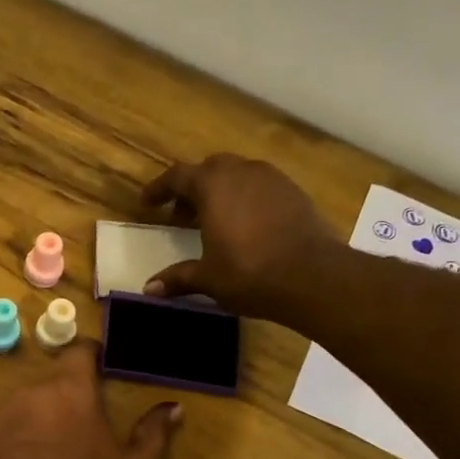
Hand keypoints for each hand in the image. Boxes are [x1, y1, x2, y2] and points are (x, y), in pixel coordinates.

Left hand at [0, 345, 179, 458]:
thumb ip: (154, 431)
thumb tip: (172, 407)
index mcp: (70, 391)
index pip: (78, 351)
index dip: (90, 359)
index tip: (98, 373)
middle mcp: (28, 394)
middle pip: (47, 384)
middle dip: (61, 400)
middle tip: (74, 432)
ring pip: (18, 407)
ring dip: (31, 421)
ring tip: (44, 458)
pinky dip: (5, 445)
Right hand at [140, 155, 334, 320]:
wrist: (312, 276)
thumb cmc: (249, 273)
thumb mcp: (207, 278)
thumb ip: (177, 278)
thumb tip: (148, 289)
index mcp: (213, 186)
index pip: (177, 176)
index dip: (159, 189)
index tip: (147, 203)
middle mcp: (241, 172)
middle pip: (209, 170)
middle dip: (191, 189)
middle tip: (181, 216)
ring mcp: (272, 179)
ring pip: (237, 175)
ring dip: (220, 193)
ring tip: (213, 222)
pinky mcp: (294, 192)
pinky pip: (260, 187)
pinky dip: (245, 200)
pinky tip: (245, 227)